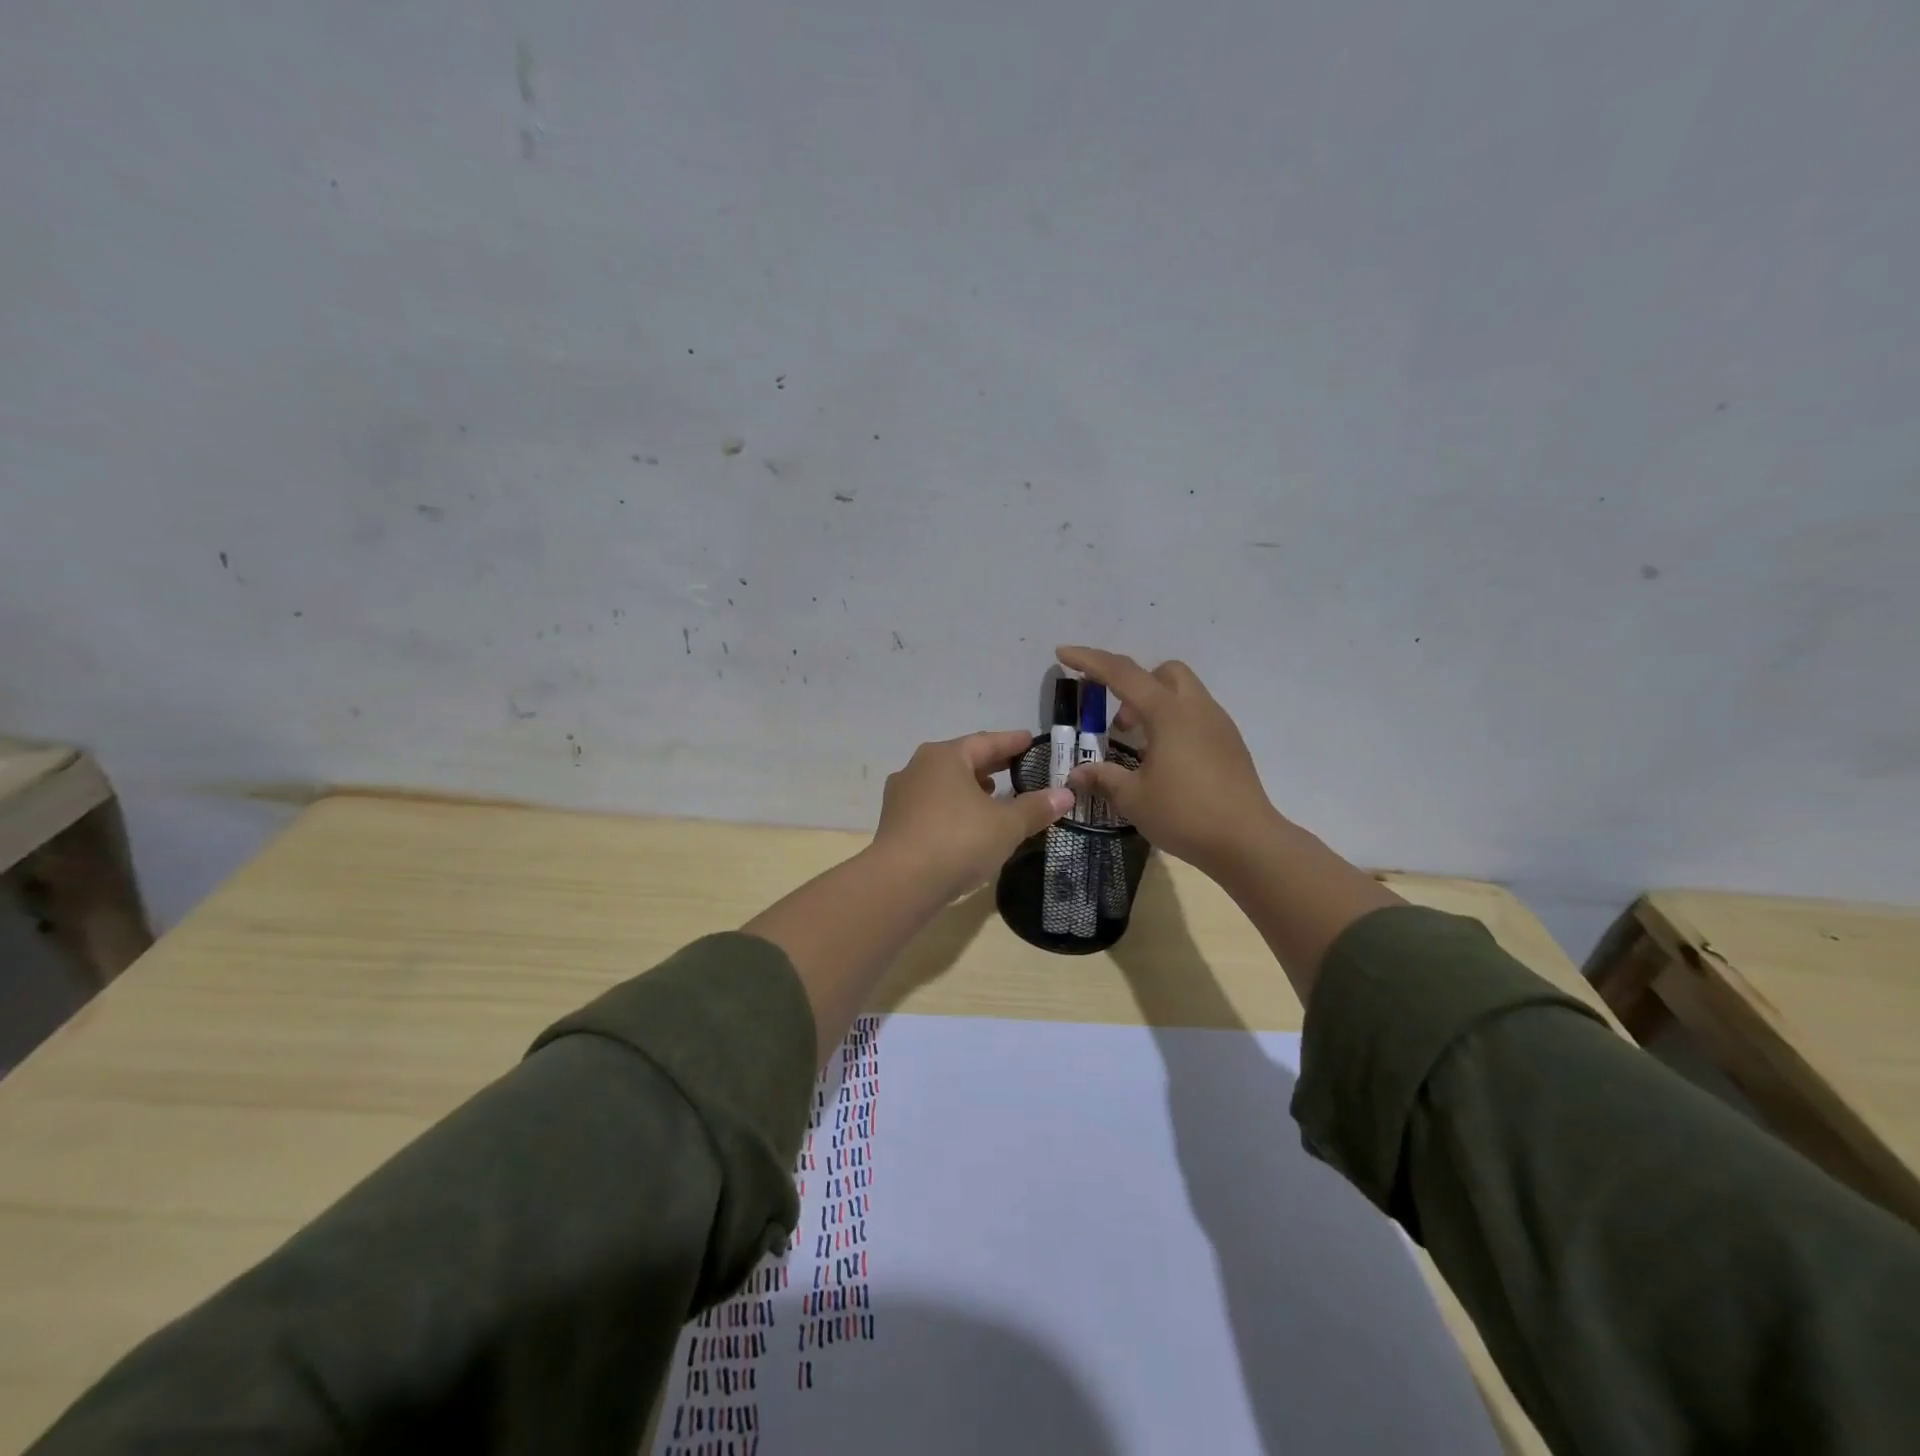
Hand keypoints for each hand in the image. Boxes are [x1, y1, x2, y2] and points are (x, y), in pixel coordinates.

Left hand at [872, 731, 1073, 901]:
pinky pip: (931, 806)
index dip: (1012, 742)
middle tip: (1015, 767)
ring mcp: (902, 796)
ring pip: (943, 783)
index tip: (1030, 740)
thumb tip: (1065, 794)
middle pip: (962, 760)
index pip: (986, 741)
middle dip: (989, 764)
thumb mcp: (1006, 825)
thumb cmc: (958, 840)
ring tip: (992, 795)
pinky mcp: (895, 824)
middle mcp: (918, 768)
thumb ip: (1036, 808)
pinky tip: (966, 824)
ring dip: (969, 787)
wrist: (901, 882)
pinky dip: (953, 808)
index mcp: (945, 757)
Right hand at [1056, 647, 1278, 877]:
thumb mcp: (1134, 798)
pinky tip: (1165, 761)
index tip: (1063, 653)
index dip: (1089, 661)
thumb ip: (1103, 778)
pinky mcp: (1230, 744)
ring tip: (1139, 747)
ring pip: (1183, 693)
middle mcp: (1196, 708)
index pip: (1122, 674)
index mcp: (1168, 713)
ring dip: (1154, 705)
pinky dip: (1174, 723)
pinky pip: (1196, 716)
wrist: (1248, 842)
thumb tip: (1077, 773)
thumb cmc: (1185, 814)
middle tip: (1118, 723)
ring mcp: (1219, 725)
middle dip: (1134, 684)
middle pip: (1163, 672)